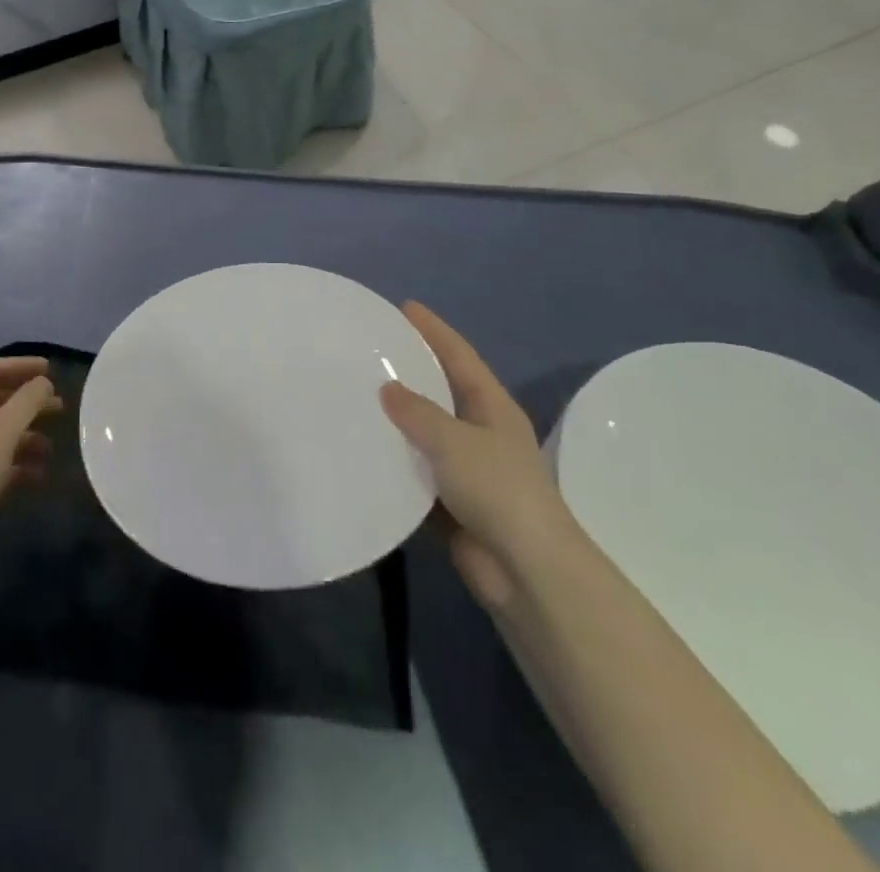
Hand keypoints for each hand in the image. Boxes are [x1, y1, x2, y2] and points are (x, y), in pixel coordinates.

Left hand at [0, 357, 62, 584]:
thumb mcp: (1, 433)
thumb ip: (27, 401)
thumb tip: (43, 383)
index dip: (21, 366)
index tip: (51, 369)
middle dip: (26, 404)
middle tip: (59, 409)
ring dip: (22, 436)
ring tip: (52, 448)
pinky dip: (10, 462)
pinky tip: (36, 475)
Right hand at [380, 302, 579, 610]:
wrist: (524, 571)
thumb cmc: (497, 490)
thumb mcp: (455, 441)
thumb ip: (418, 412)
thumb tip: (387, 388)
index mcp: (491, 407)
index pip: (459, 356)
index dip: (433, 330)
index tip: (403, 307)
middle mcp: (480, 432)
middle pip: (440, 390)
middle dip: (410, 369)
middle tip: (369, 348)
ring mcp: (466, 469)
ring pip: (424, 433)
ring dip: (396, 419)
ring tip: (354, 394)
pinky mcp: (448, 502)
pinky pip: (414, 472)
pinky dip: (392, 461)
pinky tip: (361, 449)